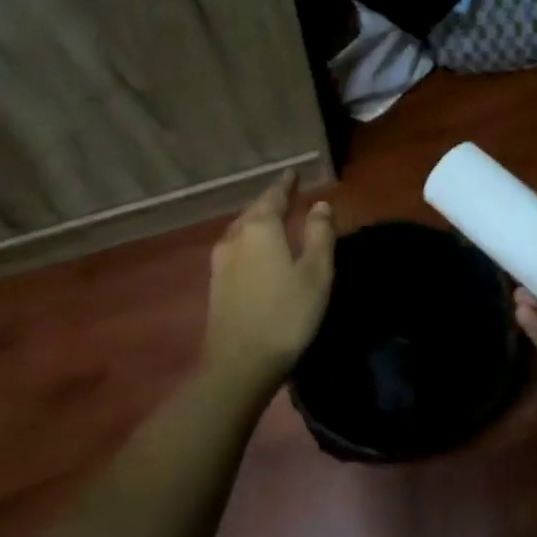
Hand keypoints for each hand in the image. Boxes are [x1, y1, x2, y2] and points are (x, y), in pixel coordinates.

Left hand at [205, 172, 336, 388]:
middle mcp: (235, 236)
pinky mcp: (216, 283)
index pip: (274, 195)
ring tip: (273, 219)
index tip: (294, 172)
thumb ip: (320, 234)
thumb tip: (321, 204)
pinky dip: (250, 240)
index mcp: (260, 227)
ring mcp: (220, 261)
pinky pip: (236, 247)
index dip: (286, 184)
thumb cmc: (287, 313)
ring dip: (258, 220)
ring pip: (242, 229)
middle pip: (254, 210)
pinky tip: (257, 250)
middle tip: (287, 194)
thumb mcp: (316, 272)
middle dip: (271, 200)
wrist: (240, 364)